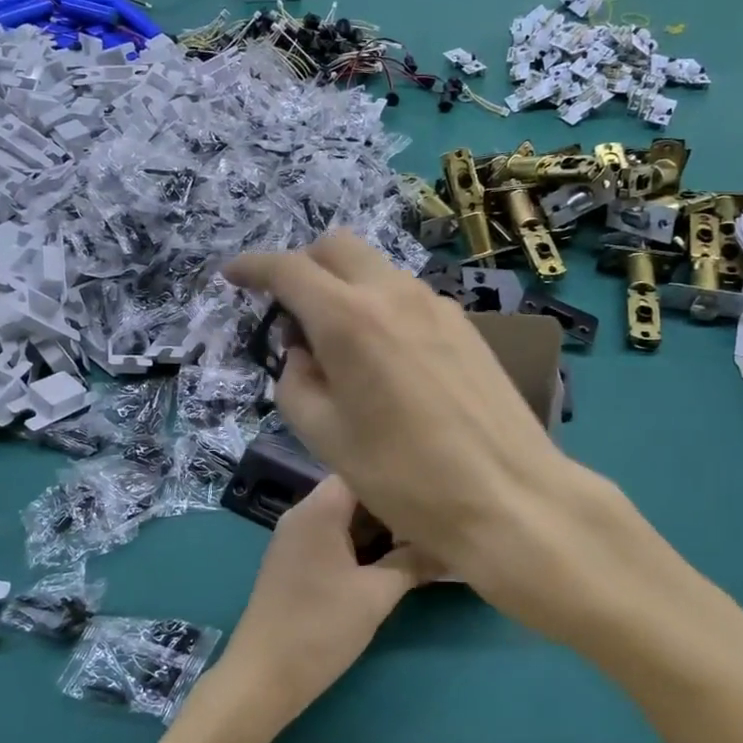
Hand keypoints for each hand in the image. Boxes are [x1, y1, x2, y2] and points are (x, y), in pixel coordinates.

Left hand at [211, 475, 438, 736]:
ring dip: (378, 529)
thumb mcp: (376, 595)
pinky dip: (360, 545)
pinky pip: (332, 539)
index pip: (361, 471)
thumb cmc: (321, 627)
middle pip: (354, 494)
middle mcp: (302, 514)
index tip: (431, 491)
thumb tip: (450, 548)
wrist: (263, 677)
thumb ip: (413, 563)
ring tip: (419, 540)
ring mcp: (295, 539)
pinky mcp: (294, 563)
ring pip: (344, 519)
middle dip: (392, 507)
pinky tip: (388, 562)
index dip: (397, 478)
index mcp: (318, 509)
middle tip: (432, 520)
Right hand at [225, 231, 572, 581]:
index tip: (234, 276)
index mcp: (349, 319)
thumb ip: (296, 383)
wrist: (509, 496)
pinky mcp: (465, 325)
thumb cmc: (405, 477)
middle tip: (288, 309)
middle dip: (303, 264)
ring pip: (377, 268)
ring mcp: (437, 305)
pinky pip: (408, 296)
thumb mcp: (325, 437)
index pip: (289, 269)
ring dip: (344, 286)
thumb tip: (301, 353)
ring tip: (337, 342)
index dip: (253, 267)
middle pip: (337, 246)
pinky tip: (384, 356)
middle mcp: (394, 294)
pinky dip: (380, 305)